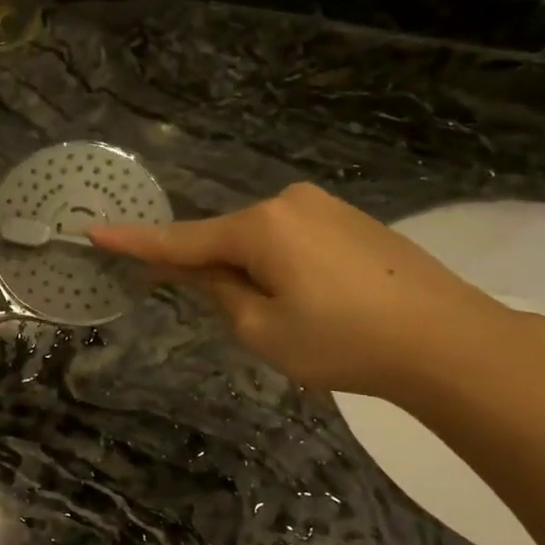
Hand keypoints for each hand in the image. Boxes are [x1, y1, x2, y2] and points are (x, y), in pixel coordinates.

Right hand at [88, 184, 523, 400]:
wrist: (449, 342)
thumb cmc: (344, 341)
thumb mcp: (262, 330)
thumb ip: (219, 294)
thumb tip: (203, 272)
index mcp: (260, 226)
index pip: (181, 239)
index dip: (135, 243)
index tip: (94, 233)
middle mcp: (288, 202)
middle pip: (225, 239)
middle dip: (217, 273)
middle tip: (242, 320)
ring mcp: (325, 207)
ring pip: (261, 242)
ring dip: (254, 274)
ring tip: (293, 321)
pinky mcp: (352, 220)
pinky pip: (293, 241)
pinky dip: (283, 268)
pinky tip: (316, 303)